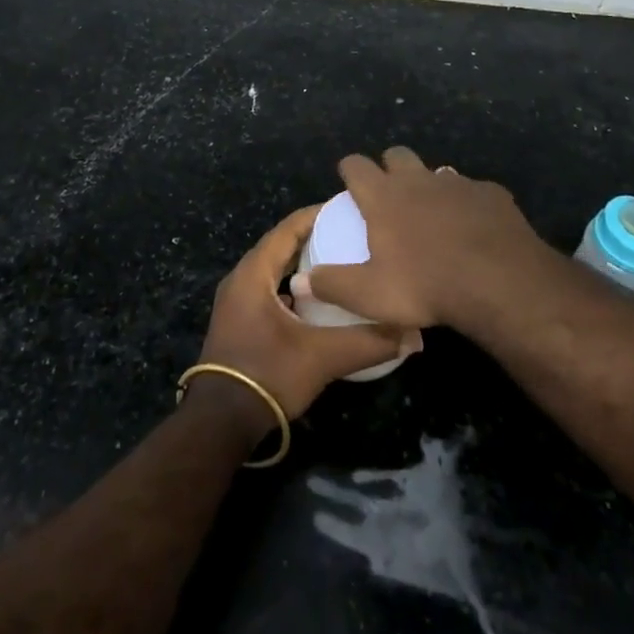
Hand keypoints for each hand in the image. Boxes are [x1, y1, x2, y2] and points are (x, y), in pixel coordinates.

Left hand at [193, 204, 421, 430]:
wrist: (219, 424)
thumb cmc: (267, 375)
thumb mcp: (323, 357)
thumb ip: (369, 342)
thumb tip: (414, 335)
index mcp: (254, 271)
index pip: (289, 228)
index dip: (318, 215)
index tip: (348, 209)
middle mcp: (241, 278)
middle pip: (281, 245)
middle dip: (314, 237)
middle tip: (350, 235)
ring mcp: (236, 301)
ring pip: (274, 269)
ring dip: (303, 264)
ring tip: (340, 264)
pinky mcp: (239, 322)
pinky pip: (269, 289)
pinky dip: (293, 286)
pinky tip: (318, 301)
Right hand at [300, 146, 546, 330]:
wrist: (499, 281)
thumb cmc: (426, 286)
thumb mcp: (371, 295)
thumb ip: (333, 285)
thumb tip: (298, 281)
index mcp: (384, 196)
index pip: (356, 165)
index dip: (350, 168)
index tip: (349, 178)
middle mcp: (417, 179)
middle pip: (397, 154)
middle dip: (390, 166)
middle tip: (390, 193)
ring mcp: (456, 183)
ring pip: (436, 172)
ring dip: (430, 185)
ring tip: (433, 214)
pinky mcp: (490, 193)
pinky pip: (473, 191)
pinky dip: (468, 204)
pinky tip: (474, 228)